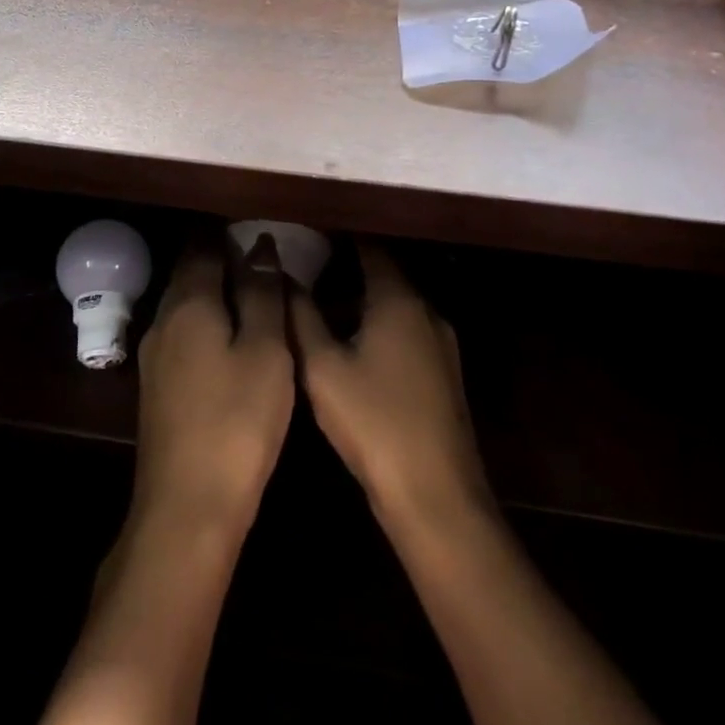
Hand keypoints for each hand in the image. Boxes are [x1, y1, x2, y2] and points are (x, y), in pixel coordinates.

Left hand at [129, 237, 294, 534]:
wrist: (187, 505)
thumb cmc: (237, 421)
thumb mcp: (264, 351)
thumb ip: (262, 294)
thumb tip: (260, 246)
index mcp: (188, 303)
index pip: (203, 246)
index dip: (228, 231)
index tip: (257, 223)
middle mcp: (163, 320)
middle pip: (190, 273)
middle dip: (220, 257)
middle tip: (262, 254)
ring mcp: (155, 355)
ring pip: (185, 304)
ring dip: (213, 290)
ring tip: (252, 290)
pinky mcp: (157, 386)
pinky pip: (183, 333)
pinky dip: (206, 321)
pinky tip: (229, 336)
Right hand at [294, 243, 489, 523]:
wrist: (435, 495)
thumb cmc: (373, 422)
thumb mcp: (322, 367)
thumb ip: (300, 316)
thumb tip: (281, 276)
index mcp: (399, 300)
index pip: (370, 247)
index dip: (339, 235)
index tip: (308, 230)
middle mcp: (427, 312)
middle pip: (385, 275)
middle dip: (346, 267)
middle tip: (304, 266)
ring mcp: (441, 345)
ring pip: (395, 306)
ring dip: (361, 301)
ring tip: (319, 305)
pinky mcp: (443, 374)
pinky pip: (405, 332)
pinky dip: (377, 325)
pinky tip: (350, 347)